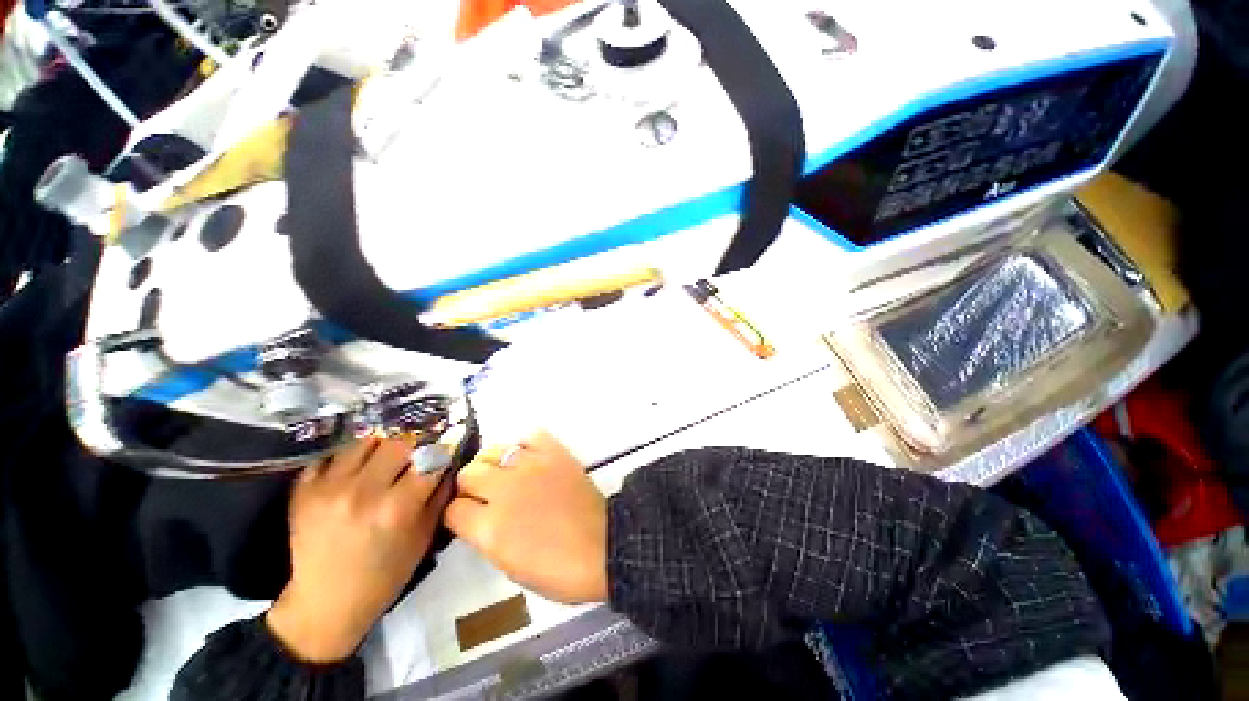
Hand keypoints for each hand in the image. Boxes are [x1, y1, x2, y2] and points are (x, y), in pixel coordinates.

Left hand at [266, 438, 450, 662]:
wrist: (325, 604)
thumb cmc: (384, 575)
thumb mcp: (424, 538)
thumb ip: (439, 496)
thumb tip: (449, 464)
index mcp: (398, 507)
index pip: (430, 458)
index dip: (442, 450)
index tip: (446, 447)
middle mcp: (364, 492)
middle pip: (398, 442)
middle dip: (413, 445)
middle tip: (414, 454)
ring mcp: (329, 488)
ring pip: (364, 441)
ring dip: (381, 446)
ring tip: (384, 458)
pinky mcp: (304, 491)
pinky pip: (331, 455)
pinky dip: (347, 457)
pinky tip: (354, 469)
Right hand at [445, 431, 608, 603]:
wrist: (603, 547)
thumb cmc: (557, 570)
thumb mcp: (508, 566)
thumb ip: (485, 536)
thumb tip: (477, 517)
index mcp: (490, 528)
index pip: (453, 510)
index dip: (458, 515)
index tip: (468, 517)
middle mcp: (505, 490)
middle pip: (468, 473)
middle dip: (471, 486)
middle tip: (487, 495)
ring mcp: (531, 466)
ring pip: (493, 450)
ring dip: (494, 464)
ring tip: (507, 475)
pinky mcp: (555, 453)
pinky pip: (530, 436)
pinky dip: (526, 445)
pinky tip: (530, 459)